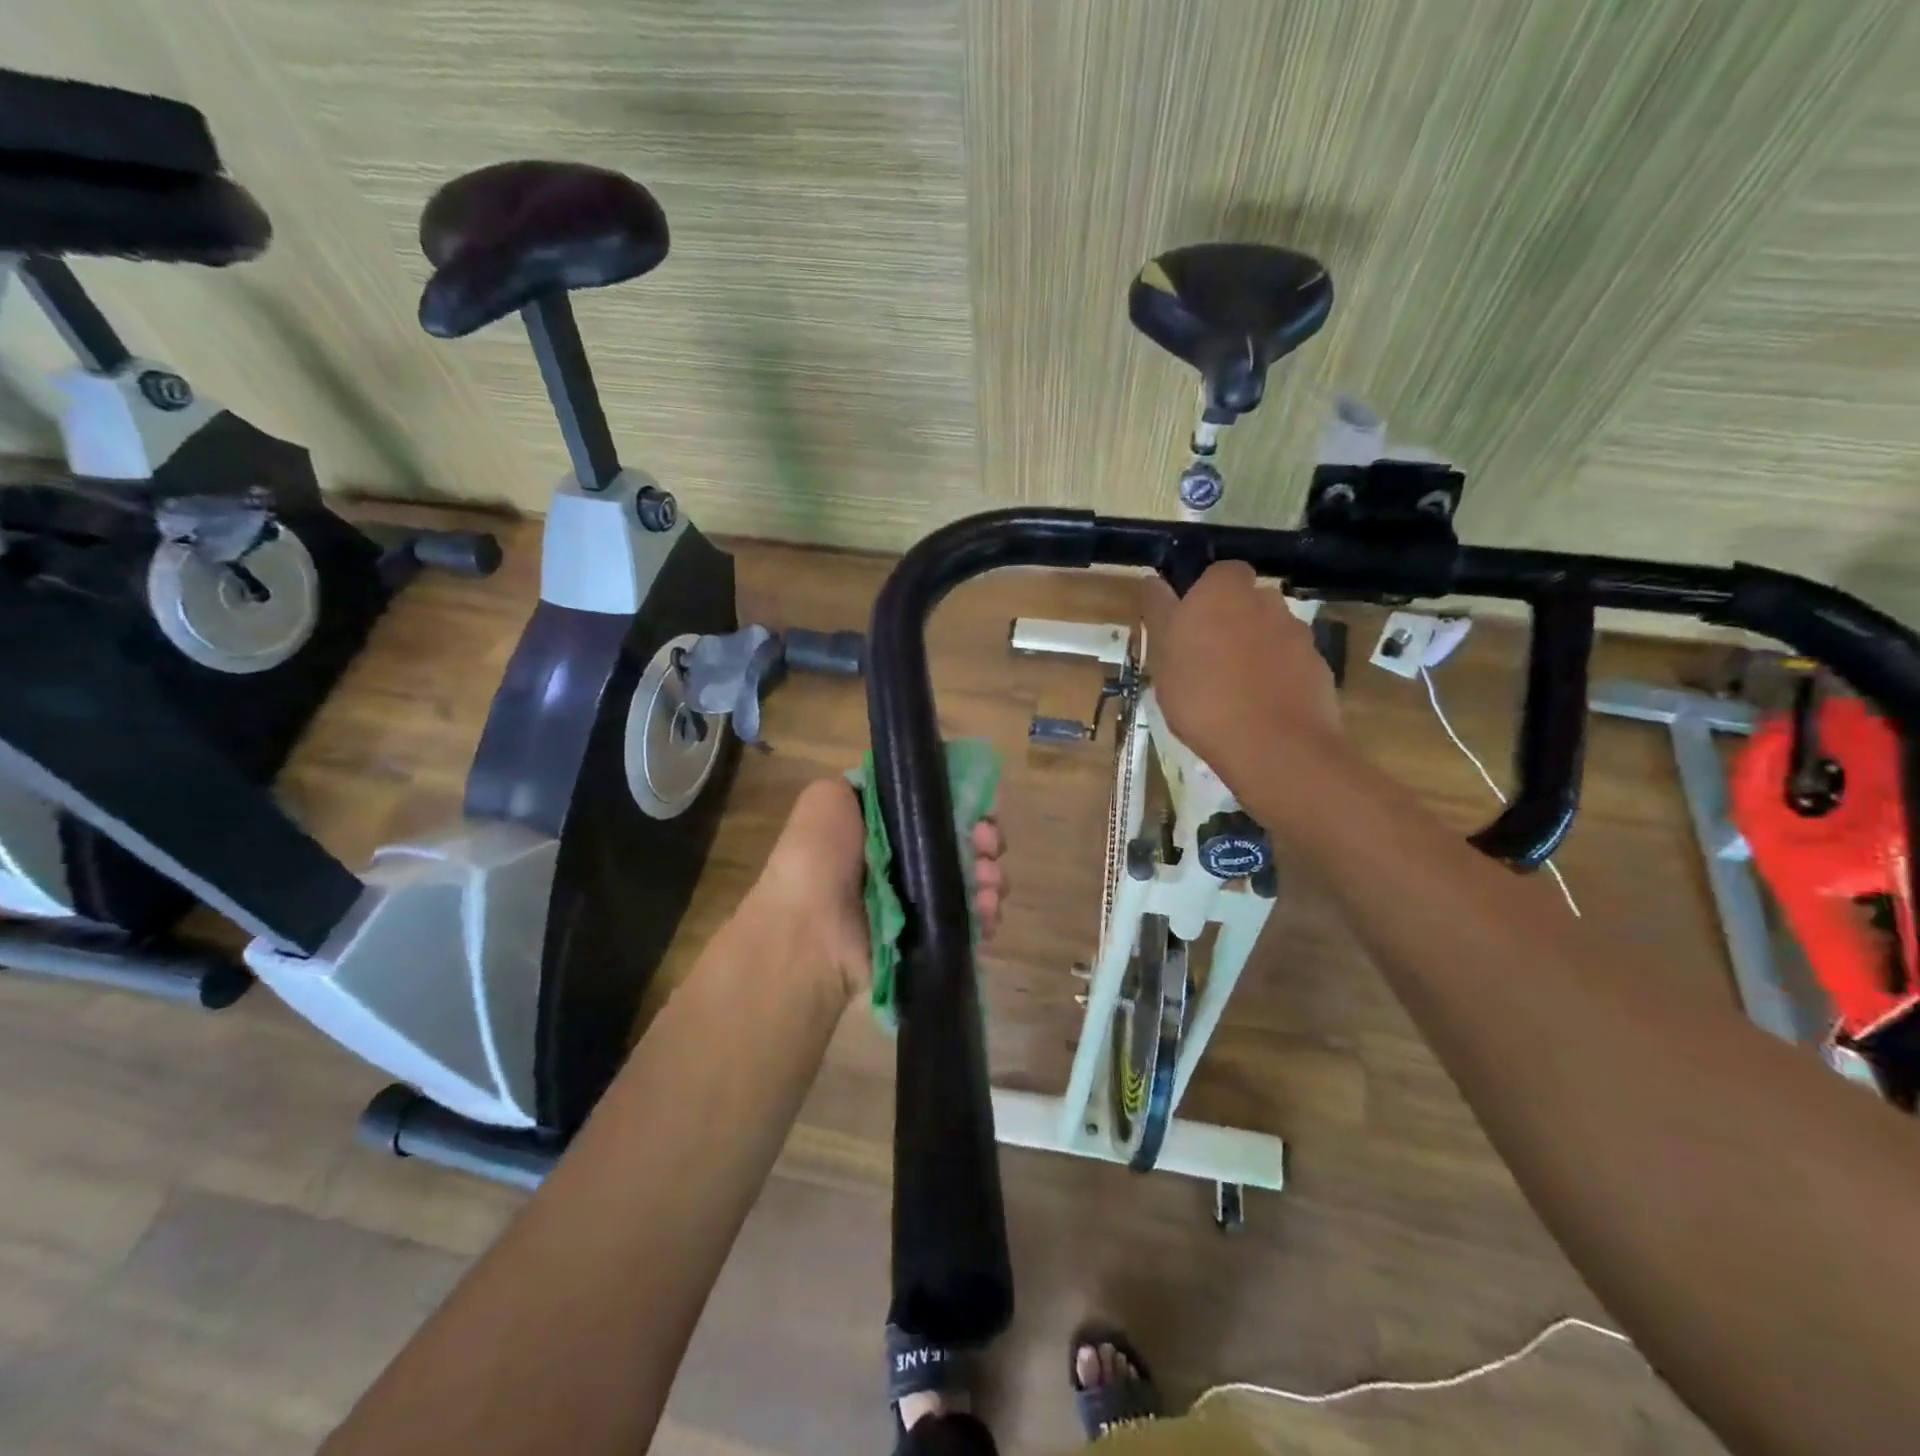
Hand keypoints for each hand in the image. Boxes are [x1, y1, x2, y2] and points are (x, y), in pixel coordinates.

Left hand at [756, 779, 1006, 1000]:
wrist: (807, 933)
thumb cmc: (818, 858)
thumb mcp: (828, 798)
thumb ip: (868, 784)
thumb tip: (911, 789)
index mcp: (887, 827)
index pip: (940, 808)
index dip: (967, 804)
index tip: (983, 808)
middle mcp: (906, 862)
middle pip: (964, 843)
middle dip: (986, 840)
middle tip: (987, 845)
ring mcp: (921, 903)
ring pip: (975, 881)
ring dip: (991, 877)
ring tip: (988, 882)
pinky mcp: (931, 938)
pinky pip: (971, 922)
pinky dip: (986, 914)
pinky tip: (986, 910)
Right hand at [1140, 563, 1341, 786]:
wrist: (1273, 744)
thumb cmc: (1201, 695)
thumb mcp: (1162, 656)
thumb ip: (1159, 613)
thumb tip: (1154, 581)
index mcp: (1223, 591)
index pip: (1217, 573)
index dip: (1204, 596)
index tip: (1188, 626)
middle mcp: (1266, 601)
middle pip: (1247, 602)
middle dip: (1231, 622)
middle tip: (1206, 660)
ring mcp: (1297, 634)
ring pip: (1269, 633)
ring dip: (1254, 650)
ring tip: (1232, 690)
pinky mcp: (1318, 667)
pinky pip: (1290, 663)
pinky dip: (1276, 677)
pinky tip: (1259, 708)